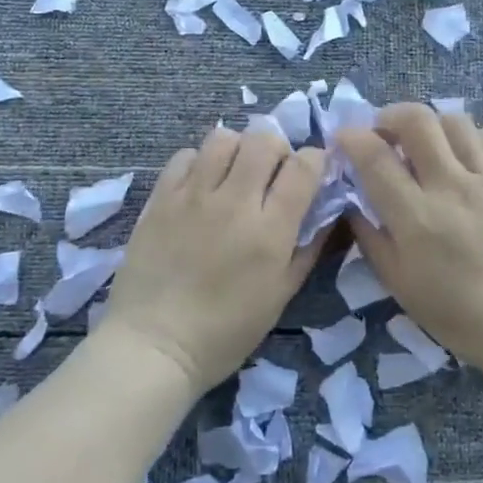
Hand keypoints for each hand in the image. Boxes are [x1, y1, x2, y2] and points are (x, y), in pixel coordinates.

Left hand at [101, 125, 328, 394]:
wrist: (154, 345)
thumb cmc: (226, 331)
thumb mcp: (281, 295)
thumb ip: (309, 248)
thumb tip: (329, 211)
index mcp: (271, 230)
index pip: (304, 166)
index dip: (315, 160)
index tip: (312, 172)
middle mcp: (235, 201)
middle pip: (265, 139)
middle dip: (278, 148)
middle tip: (272, 172)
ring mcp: (193, 195)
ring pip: (223, 138)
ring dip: (238, 149)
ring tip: (235, 173)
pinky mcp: (161, 197)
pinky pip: (186, 155)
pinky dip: (200, 162)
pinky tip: (201, 185)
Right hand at [338, 104, 482, 376]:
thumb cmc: (456, 314)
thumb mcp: (398, 283)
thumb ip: (370, 238)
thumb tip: (352, 203)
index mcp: (415, 216)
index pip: (374, 156)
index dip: (352, 138)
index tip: (344, 138)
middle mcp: (450, 186)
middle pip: (416, 120)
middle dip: (390, 116)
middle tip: (384, 133)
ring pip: (454, 121)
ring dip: (430, 125)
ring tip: (426, 144)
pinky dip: (469, 138)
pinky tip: (464, 157)